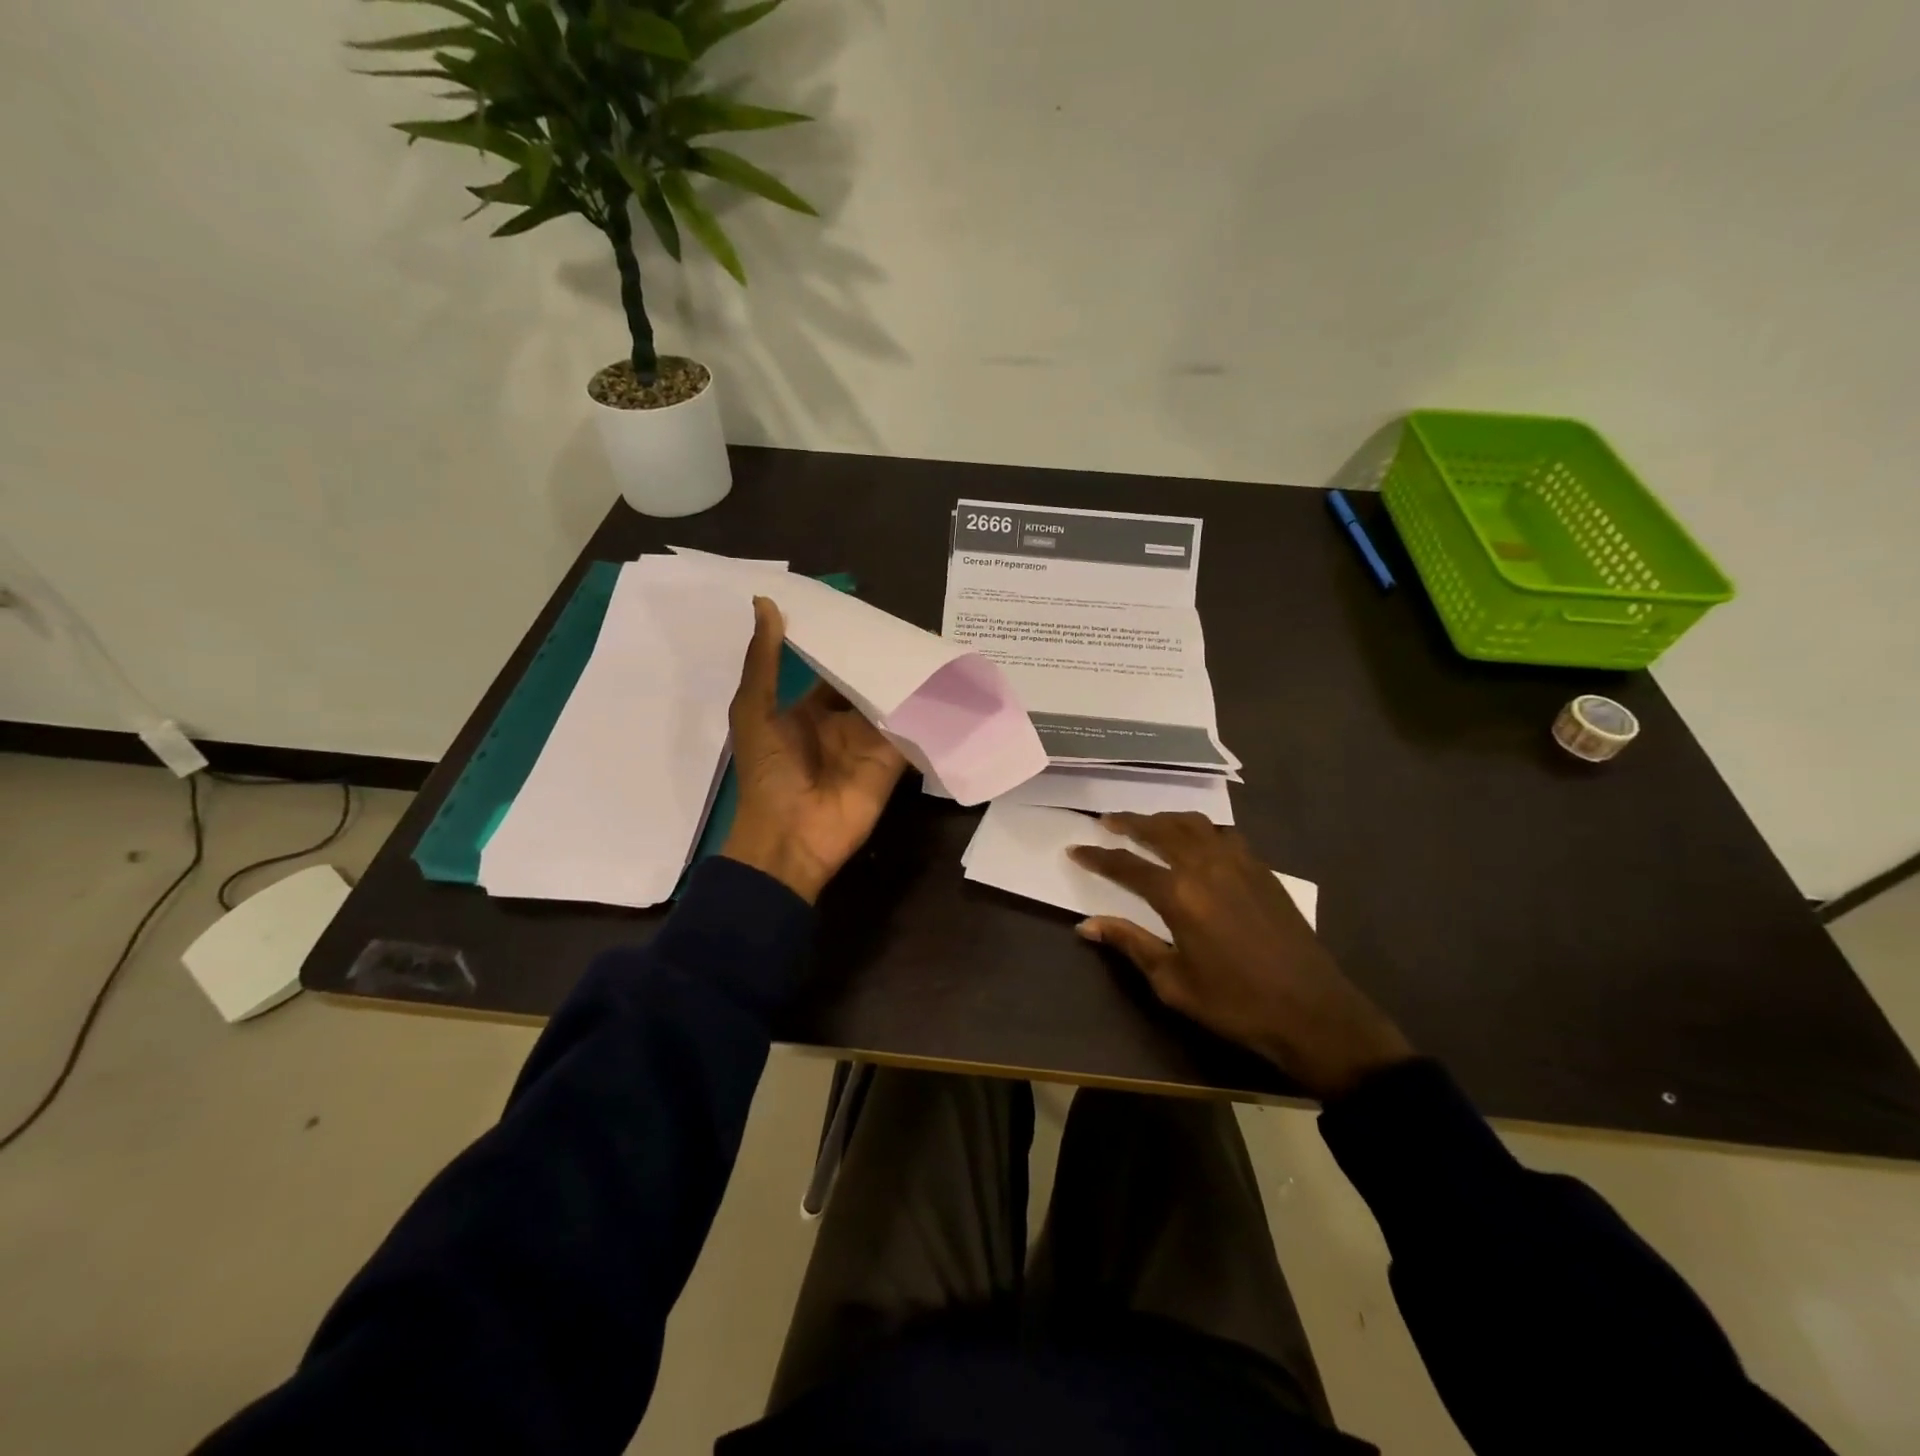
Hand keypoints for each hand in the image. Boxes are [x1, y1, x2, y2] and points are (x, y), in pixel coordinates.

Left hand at [720, 597, 907, 902]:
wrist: (790, 839)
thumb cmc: (767, 774)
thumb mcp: (755, 711)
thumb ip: (764, 661)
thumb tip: (764, 603)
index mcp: (806, 711)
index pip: (832, 671)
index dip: (846, 646)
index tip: (867, 614)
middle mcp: (841, 724)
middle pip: (867, 685)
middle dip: (884, 662)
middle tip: (912, 626)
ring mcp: (868, 744)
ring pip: (892, 704)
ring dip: (908, 682)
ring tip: (934, 645)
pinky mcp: (892, 763)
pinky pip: (910, 732)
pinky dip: (925, 714)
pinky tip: (946, 685)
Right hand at [1069, 812, 1412, 1098]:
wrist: (1312, 1011)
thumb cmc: (1235, 1003)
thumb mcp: (1173, 982)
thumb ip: (1130, 944)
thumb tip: (1086, 925)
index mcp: (1179, 895)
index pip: (1126, 865)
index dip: (1097, 856)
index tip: (1075, 849)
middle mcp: (1206, 866)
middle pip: (1160, 830)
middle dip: (1129, 822)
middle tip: (1107, 821)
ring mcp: (1239, 863)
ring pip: (1195, 823)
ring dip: (1166, 819)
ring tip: (1148, 824)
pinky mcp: (1263, 870)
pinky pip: (1224, 835)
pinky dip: (1201, 830)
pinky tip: (1198, 842)